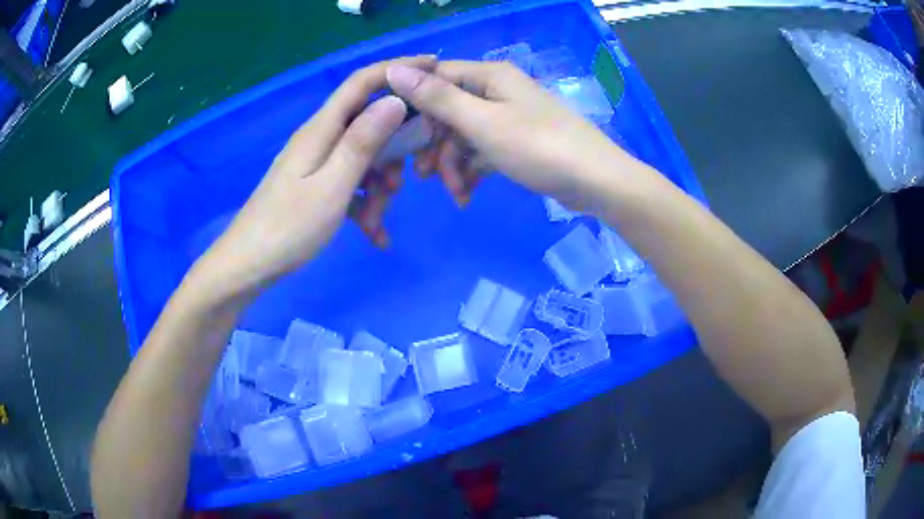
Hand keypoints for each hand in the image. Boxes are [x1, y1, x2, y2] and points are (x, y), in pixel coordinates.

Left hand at [192, 56, 435, 298]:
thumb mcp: (332, 186)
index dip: (397, 69)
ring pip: (363, 158)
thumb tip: (395, 100)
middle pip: (368, 123)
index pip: (362, 83)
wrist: (247, 267)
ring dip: (379, 187)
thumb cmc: (289, 229)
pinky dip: (365, 205)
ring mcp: (315, 163)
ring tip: (378, 224)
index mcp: (322, 130)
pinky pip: (350, 184)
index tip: (434, 64)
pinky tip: (374, 236)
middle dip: (394, 150)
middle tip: (408, 180)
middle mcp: (319, 138)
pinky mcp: (314, 185)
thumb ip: (362, 142)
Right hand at [385, 60, 630, 210]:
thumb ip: (437, 98)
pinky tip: (467, 195)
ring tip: (455, 193)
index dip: (410, 102)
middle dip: (434, 145)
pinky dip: (472, 171)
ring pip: (463, 135)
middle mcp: (497, 90)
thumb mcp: (482, 123)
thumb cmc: (539, 147)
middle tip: (421, 175)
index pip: (435, 77)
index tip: (391, 133)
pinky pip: (481, 151)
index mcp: (489, 76)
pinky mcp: (516, 142)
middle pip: (447, 110)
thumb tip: (393, 69)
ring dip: (453, 165)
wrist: (596, 182)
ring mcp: (508, 117)